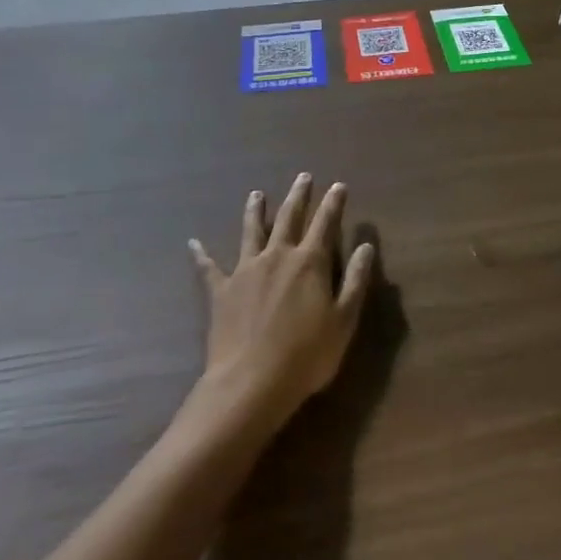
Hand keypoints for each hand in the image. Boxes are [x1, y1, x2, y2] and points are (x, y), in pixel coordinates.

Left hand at [189, 173, 373, 421]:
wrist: (250, 383)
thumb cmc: (307, 355)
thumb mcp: (344, 320)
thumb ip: (355, 280)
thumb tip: (366, 246)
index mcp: (309, 262)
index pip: (325, 223)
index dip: (333, 203)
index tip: (338, 185)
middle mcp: (277, 256)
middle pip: (289, 218)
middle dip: (298, 196)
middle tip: (303, 176)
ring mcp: (245, 271)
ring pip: (251, 232)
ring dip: (255, 211)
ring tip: (257, 194)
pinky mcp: (221, 291)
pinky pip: (209, 268)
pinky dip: (201, 254)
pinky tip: (193, 243)